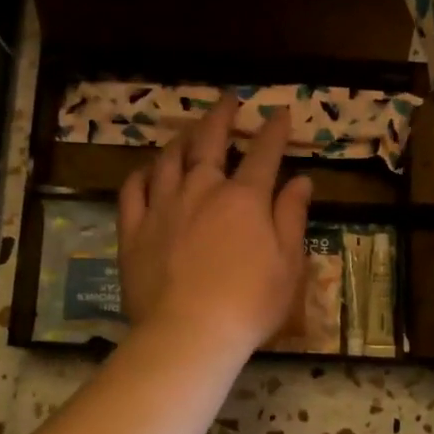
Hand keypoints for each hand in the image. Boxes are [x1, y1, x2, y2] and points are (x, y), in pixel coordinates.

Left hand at [117, 93, 313, 355]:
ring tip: (188, 131)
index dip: (273, 131)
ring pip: (168, 160)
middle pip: (209, 142)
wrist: (189, 333)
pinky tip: (147, 171)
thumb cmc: (249, 303)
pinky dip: (141, 174)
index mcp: (244, 198)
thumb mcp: (288, 264)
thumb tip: (301, 180)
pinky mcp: (134, 230)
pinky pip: (133, 190)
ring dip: (181, 140)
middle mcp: (201, 190)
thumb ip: (292, 217)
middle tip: (227, 100)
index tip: (279, 113)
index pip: (263, 153)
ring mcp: (163, 207)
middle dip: (221, 117)